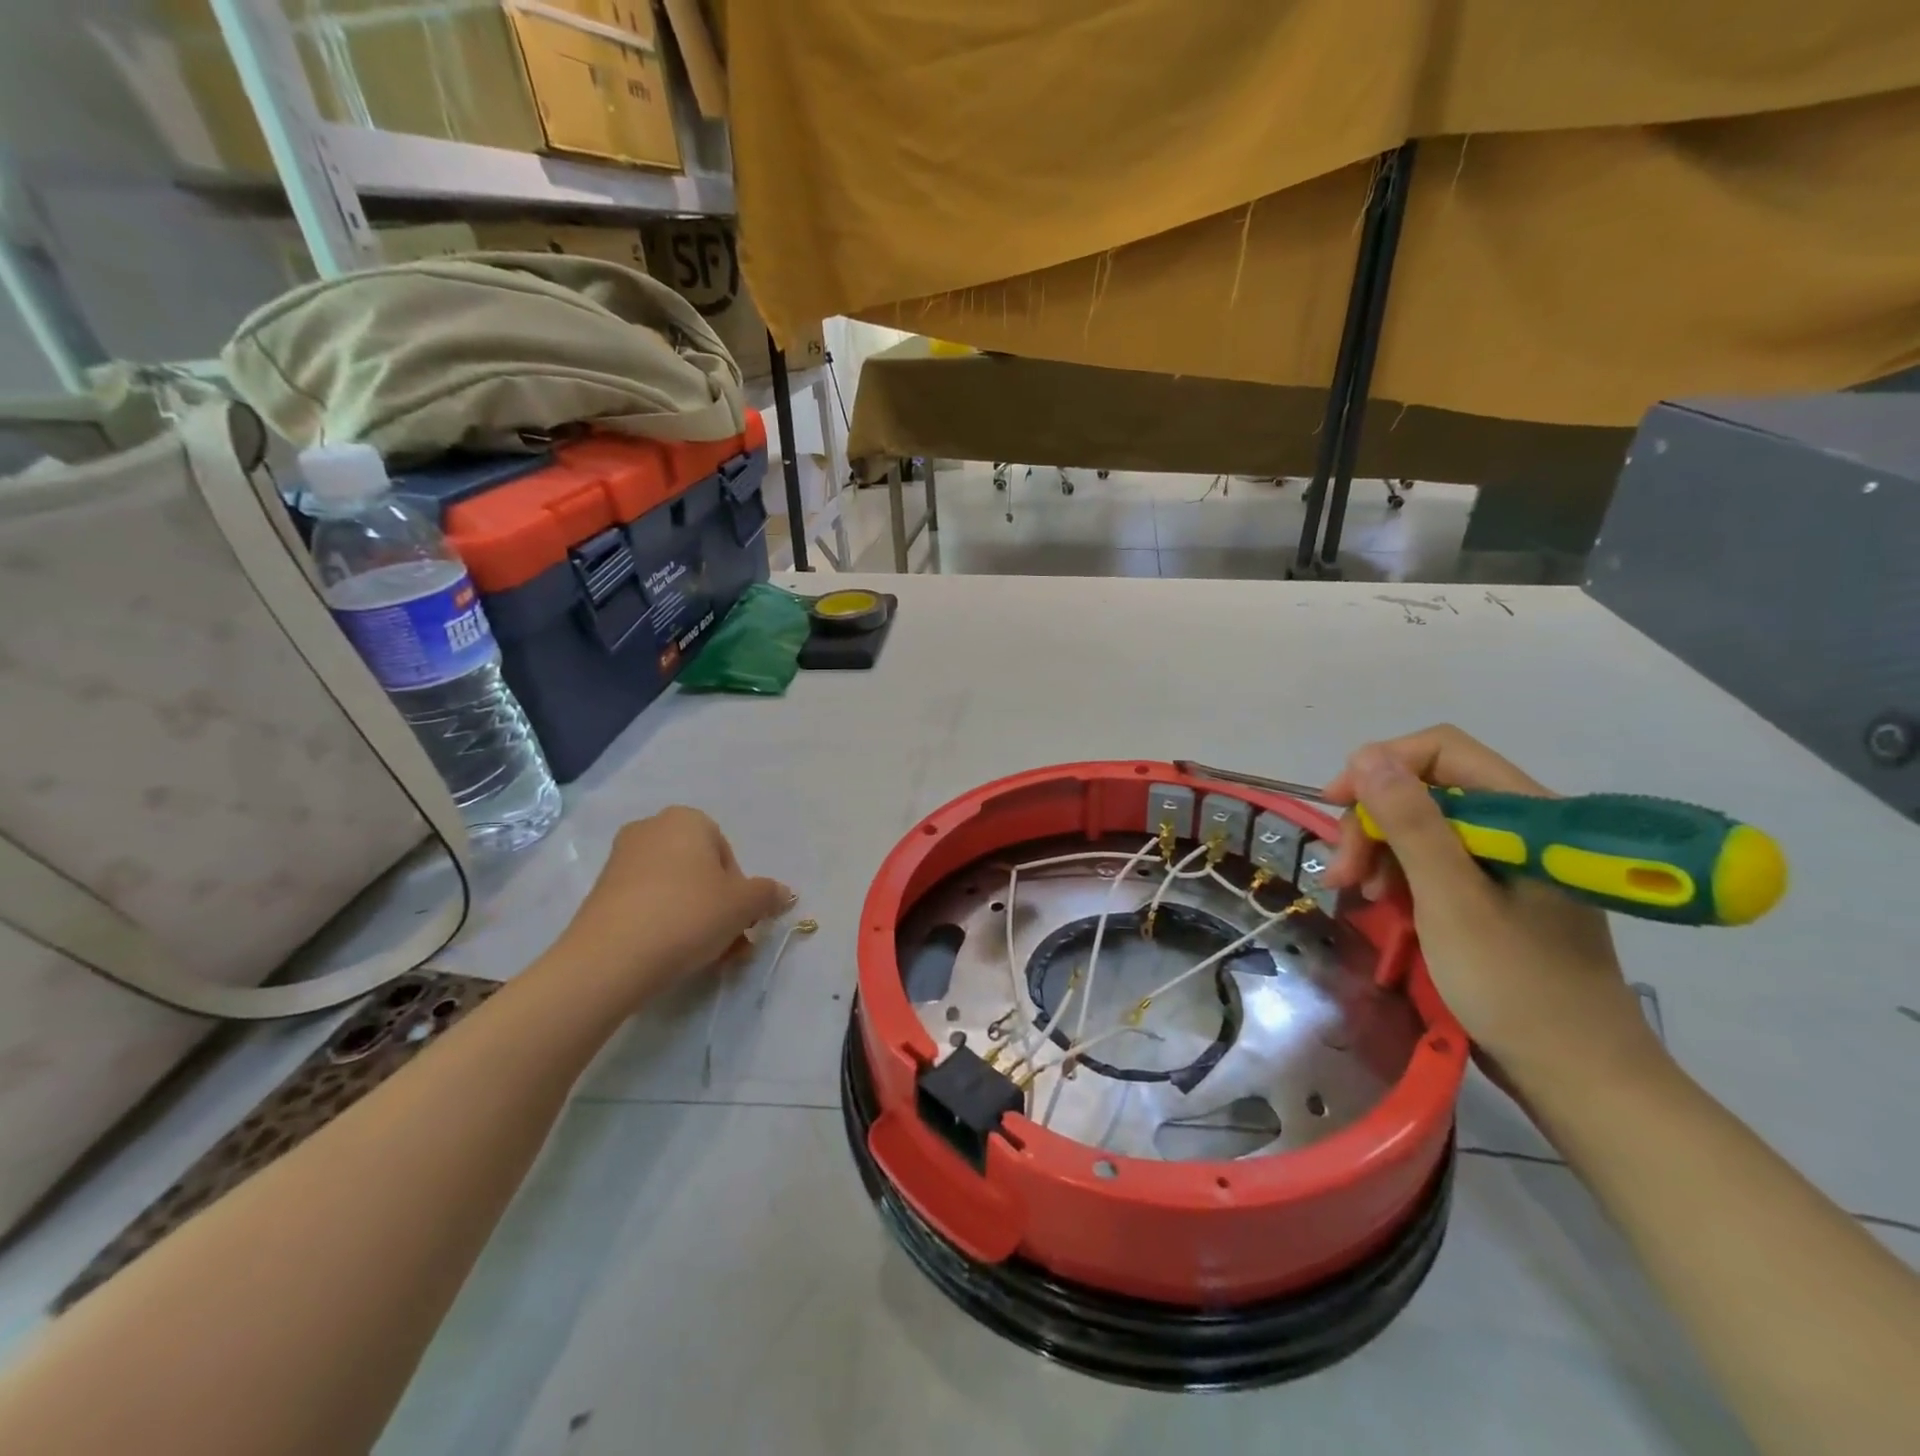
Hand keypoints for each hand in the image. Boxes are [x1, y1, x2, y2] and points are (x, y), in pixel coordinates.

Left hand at [542, 808, 792, 1010]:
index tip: (739, 920)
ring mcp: (621, 860)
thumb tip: (783, 893)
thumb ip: (767, 894)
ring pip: (675, 890)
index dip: (739, 890)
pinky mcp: (600, 893)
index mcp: (687, 819)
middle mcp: (651, 829)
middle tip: (727, 942)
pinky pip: (647, 904)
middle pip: (700, 872)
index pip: (727, 854)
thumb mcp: (743, 905)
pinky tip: (671, 955)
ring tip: (704, 957)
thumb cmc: (688, 915)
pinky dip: (664, 924)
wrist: (611, 958)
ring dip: (695, 919)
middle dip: (718, 907)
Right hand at [1319, 726, 1655, 1079]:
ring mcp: (1509, 862)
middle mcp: (1521, 827)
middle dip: (1374, 821)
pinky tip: (1382, 902)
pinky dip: (1400, 875)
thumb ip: (1412, 823)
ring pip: (1424, 825)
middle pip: (1427, 789)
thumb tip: (1369, 754)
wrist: (1579, 1079)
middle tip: (1342, 873)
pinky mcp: (1497, 893)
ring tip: (1355, 893)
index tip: (1335, 804)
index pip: (1442, 751)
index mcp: (1528, 815)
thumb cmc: (1516, 986)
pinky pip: (1435, 860)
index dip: (1381, 766)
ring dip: (1380, 850)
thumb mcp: (1451, 901)